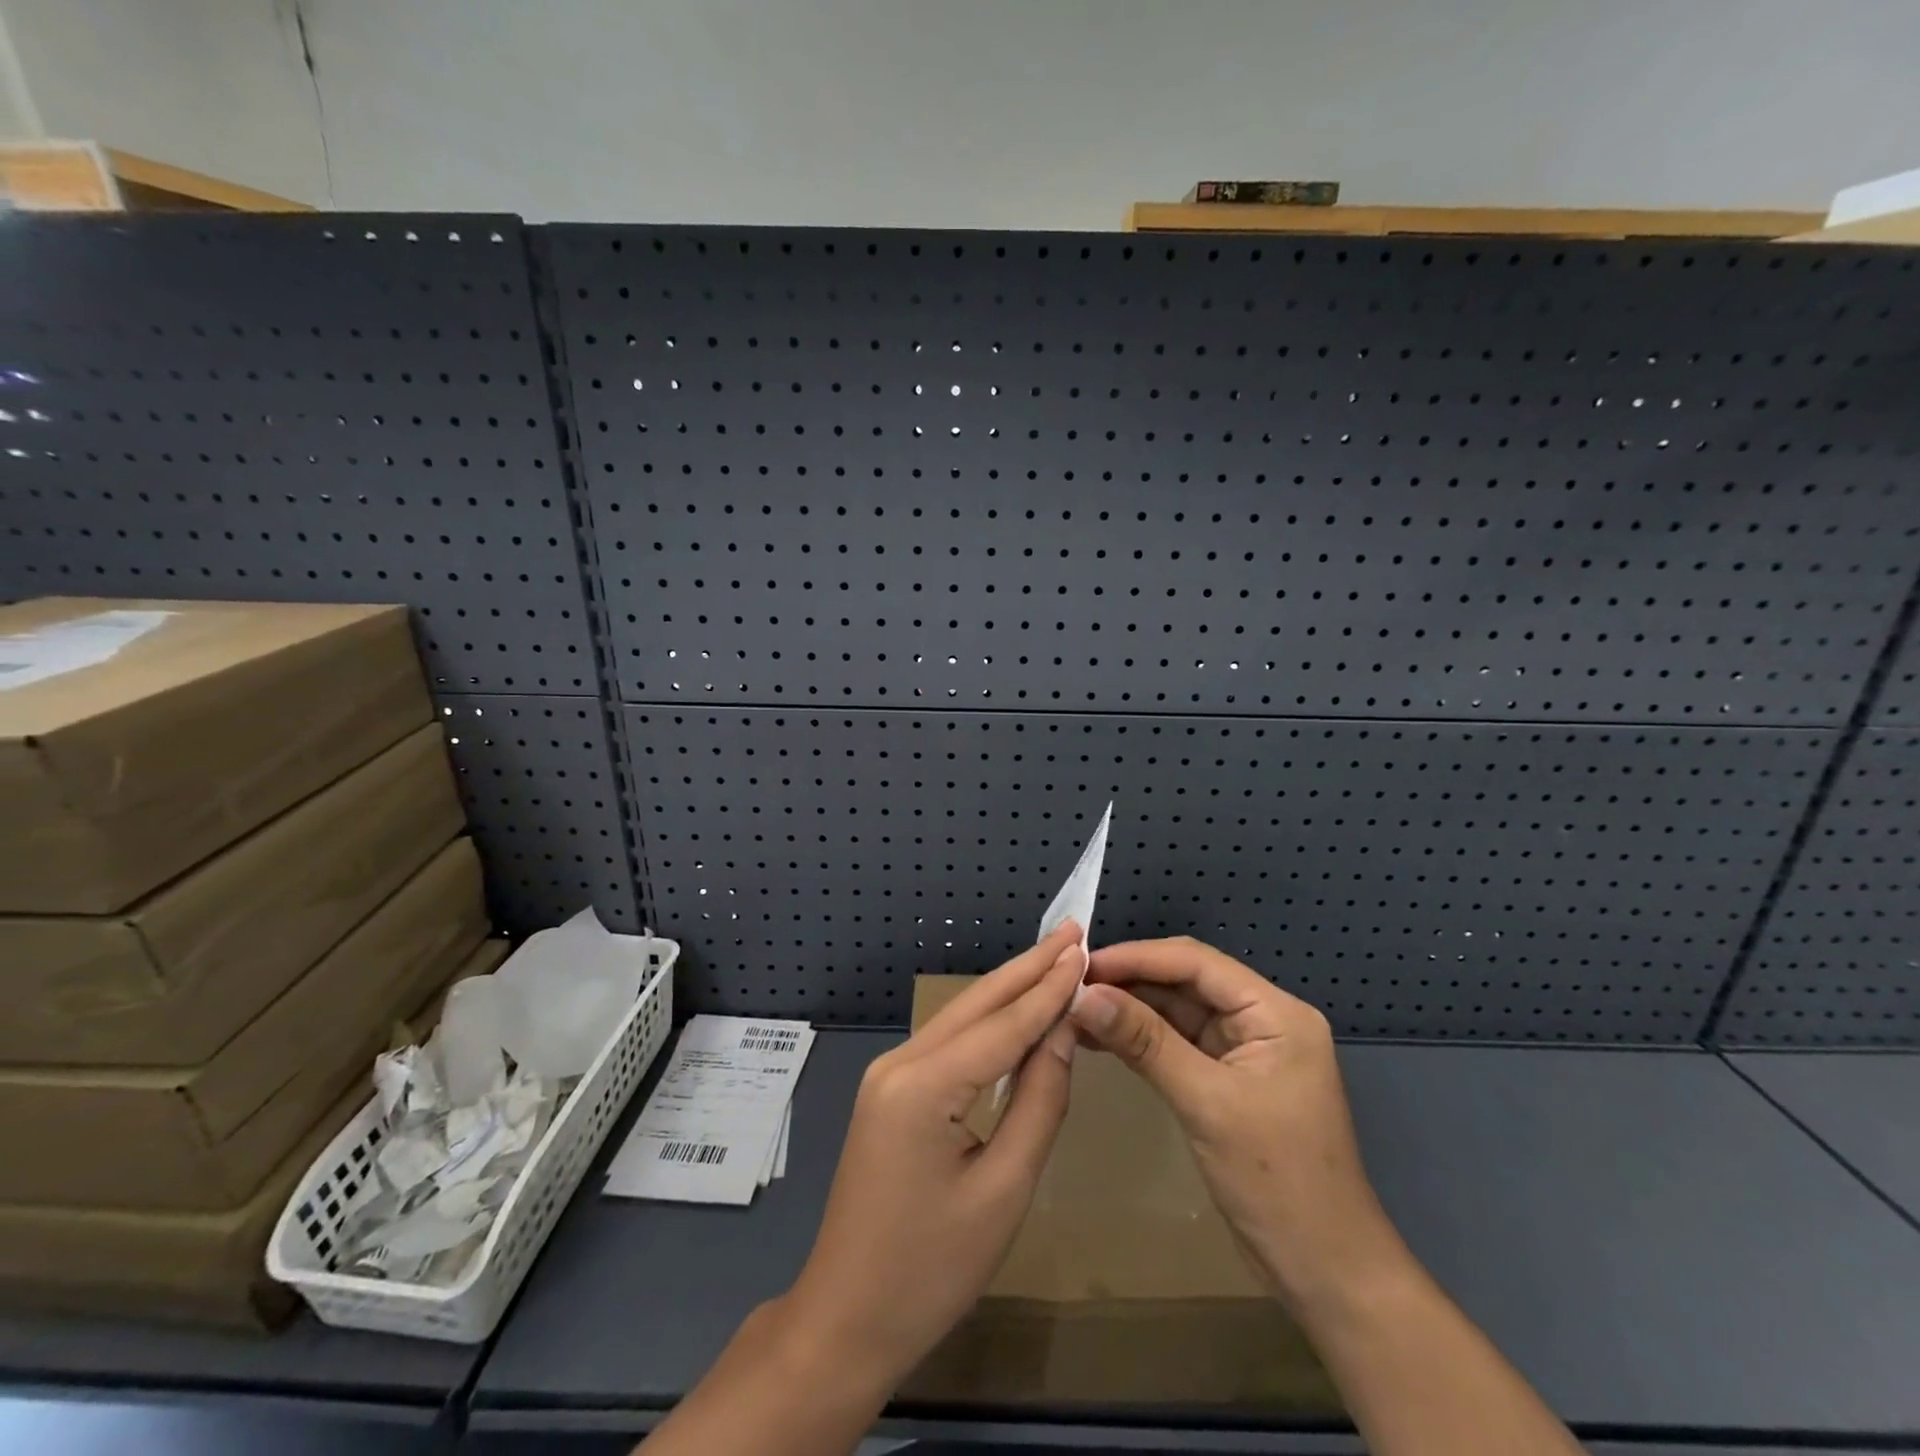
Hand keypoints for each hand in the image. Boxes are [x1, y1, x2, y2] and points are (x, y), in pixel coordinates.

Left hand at [776, 922, 1085, 1390]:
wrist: (846, 1319)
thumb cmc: (930, 1270)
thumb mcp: (1003, 1190)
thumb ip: (1039, 1102)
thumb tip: (1063, 1032)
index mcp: (924, 1084)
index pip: (1002, 1023)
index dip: (1048, 987)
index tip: (1086, 950)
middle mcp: (900, 1062)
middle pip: (976, 1004)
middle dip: (1028, 968)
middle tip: (1072, 932)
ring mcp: (889, 1074)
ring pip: (960, 1018)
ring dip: (1009, 989)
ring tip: (1053, 959)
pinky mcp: (890, 1091)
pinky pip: (949, 1043)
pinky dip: (988, 1022)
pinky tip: (1014, 1010)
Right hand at [1067, 936, 1401, 1310]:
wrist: (1324, 1273)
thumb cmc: (1278, 1182)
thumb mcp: (1208, 1104)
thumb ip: (1146, 1043)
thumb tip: (1084, 996)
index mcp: (1274, 1012)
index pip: (1197, 963)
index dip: (1138, 957)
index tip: (1083, 963)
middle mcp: (1260, 1019)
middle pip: (1185, 981)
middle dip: (1129, 980)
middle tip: (1071, 985)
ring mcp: (1243, 1050)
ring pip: (1176, 1011)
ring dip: (1129, 1008)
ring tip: (1074, 1008)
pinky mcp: (1225, 1079)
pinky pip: (1175, 1043)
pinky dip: (1139, 1039)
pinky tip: (1099, 1038)